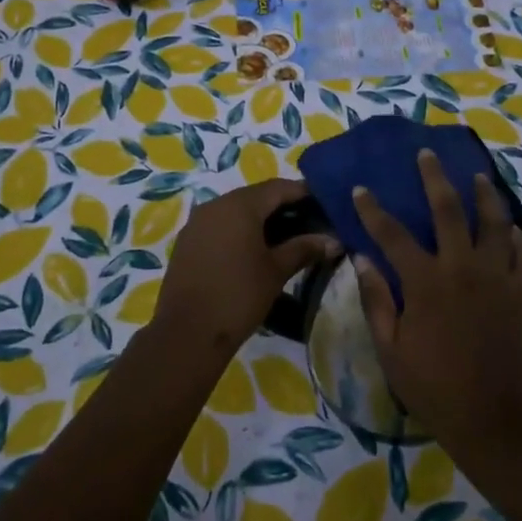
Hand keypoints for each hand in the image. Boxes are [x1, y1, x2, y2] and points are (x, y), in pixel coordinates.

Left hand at [156, 178, 338, 355]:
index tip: (325, 205)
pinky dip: (240, 231)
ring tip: (285, 239)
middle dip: (283, 207)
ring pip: (236, 210)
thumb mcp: (276, 271)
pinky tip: (254, 251)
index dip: (304, 193)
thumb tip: (334, 240)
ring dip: (260, 219)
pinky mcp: (187, 241)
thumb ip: (304, 248)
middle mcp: (216, 204)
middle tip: (308, 223)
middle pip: (256, 196)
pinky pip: (220, 225)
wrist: (187, 333)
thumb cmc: (239, 296)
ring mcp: (198, 222)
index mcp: (240, 205)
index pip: (278, 187)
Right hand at [351, 149, 521, 455]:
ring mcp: (496, 279)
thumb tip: (361, 258)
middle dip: (434, 178)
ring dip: (485, 196)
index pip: (392, 235)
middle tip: (427, 154)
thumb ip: (376, 299)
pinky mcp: (521, 294)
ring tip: (479, 177)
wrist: (490, 417)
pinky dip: (518, 239)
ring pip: (494, 223)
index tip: (361, 189)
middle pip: (448, 210)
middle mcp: (462, 269)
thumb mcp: (390, 347)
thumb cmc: (431, 385)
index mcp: (426, 282)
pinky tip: (512, 230)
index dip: (373, 210)